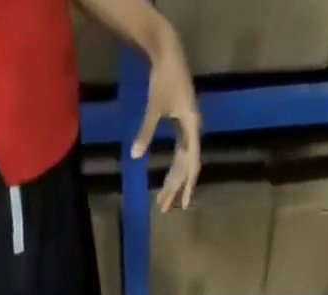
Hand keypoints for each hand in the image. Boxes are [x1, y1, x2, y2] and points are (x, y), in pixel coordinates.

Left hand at [132, 23, 201, 212]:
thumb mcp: (153, 107)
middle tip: (163, 209)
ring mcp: (188, 128)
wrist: (168, 52)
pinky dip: (174, 168)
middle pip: (186, 167)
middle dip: (174, 188)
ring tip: (163, 200)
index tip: (183, 205)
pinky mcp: (183, 125)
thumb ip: (145, 133)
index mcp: (191, 128)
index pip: (192, 165)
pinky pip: (181, 153)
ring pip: (182, 162)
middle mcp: (193, 131)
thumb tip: (134, 157)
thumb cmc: (162, 78)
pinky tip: (168, 179)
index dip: (188, 186)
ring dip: (173, 181)